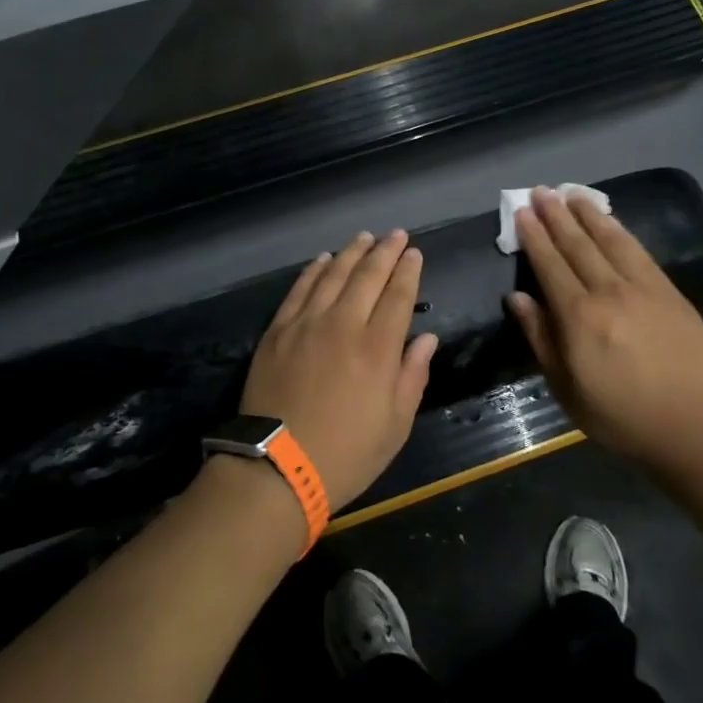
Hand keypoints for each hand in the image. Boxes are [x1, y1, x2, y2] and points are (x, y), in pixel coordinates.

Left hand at [241, 230, 438, 511]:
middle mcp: (343, 325)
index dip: (408, 271)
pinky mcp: (278, 330)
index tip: (415, 253)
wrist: (276, 468)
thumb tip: (426, 338)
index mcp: (377, 349)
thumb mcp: (395, 426)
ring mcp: (306, 323)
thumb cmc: (346, 454)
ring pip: (333, 274)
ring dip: (351, 252)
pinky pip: (299, 289)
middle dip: (385, 251)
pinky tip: (323, 259)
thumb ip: (412, 375)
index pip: (398, 296)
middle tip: (397, 235)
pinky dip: (314, 270)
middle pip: (368, 276)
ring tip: (364, 237)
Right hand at [507, 187, 702, 480]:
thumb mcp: (566, 388)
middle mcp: (608, 292)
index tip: (523, 212)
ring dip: (587, 214)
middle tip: (541, 191)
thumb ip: (541, 338)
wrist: (694, 427)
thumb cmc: (620, 415)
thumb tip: (518, 298)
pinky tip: (610, 220)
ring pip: (609, 240)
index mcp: (578, 317)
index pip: (550, 265)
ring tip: (571, 193)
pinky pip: (639, 252)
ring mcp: (642, 288)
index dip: (534, 236)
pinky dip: (620, 231)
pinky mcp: (669, 292)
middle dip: (556, 216)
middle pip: (577, 245)